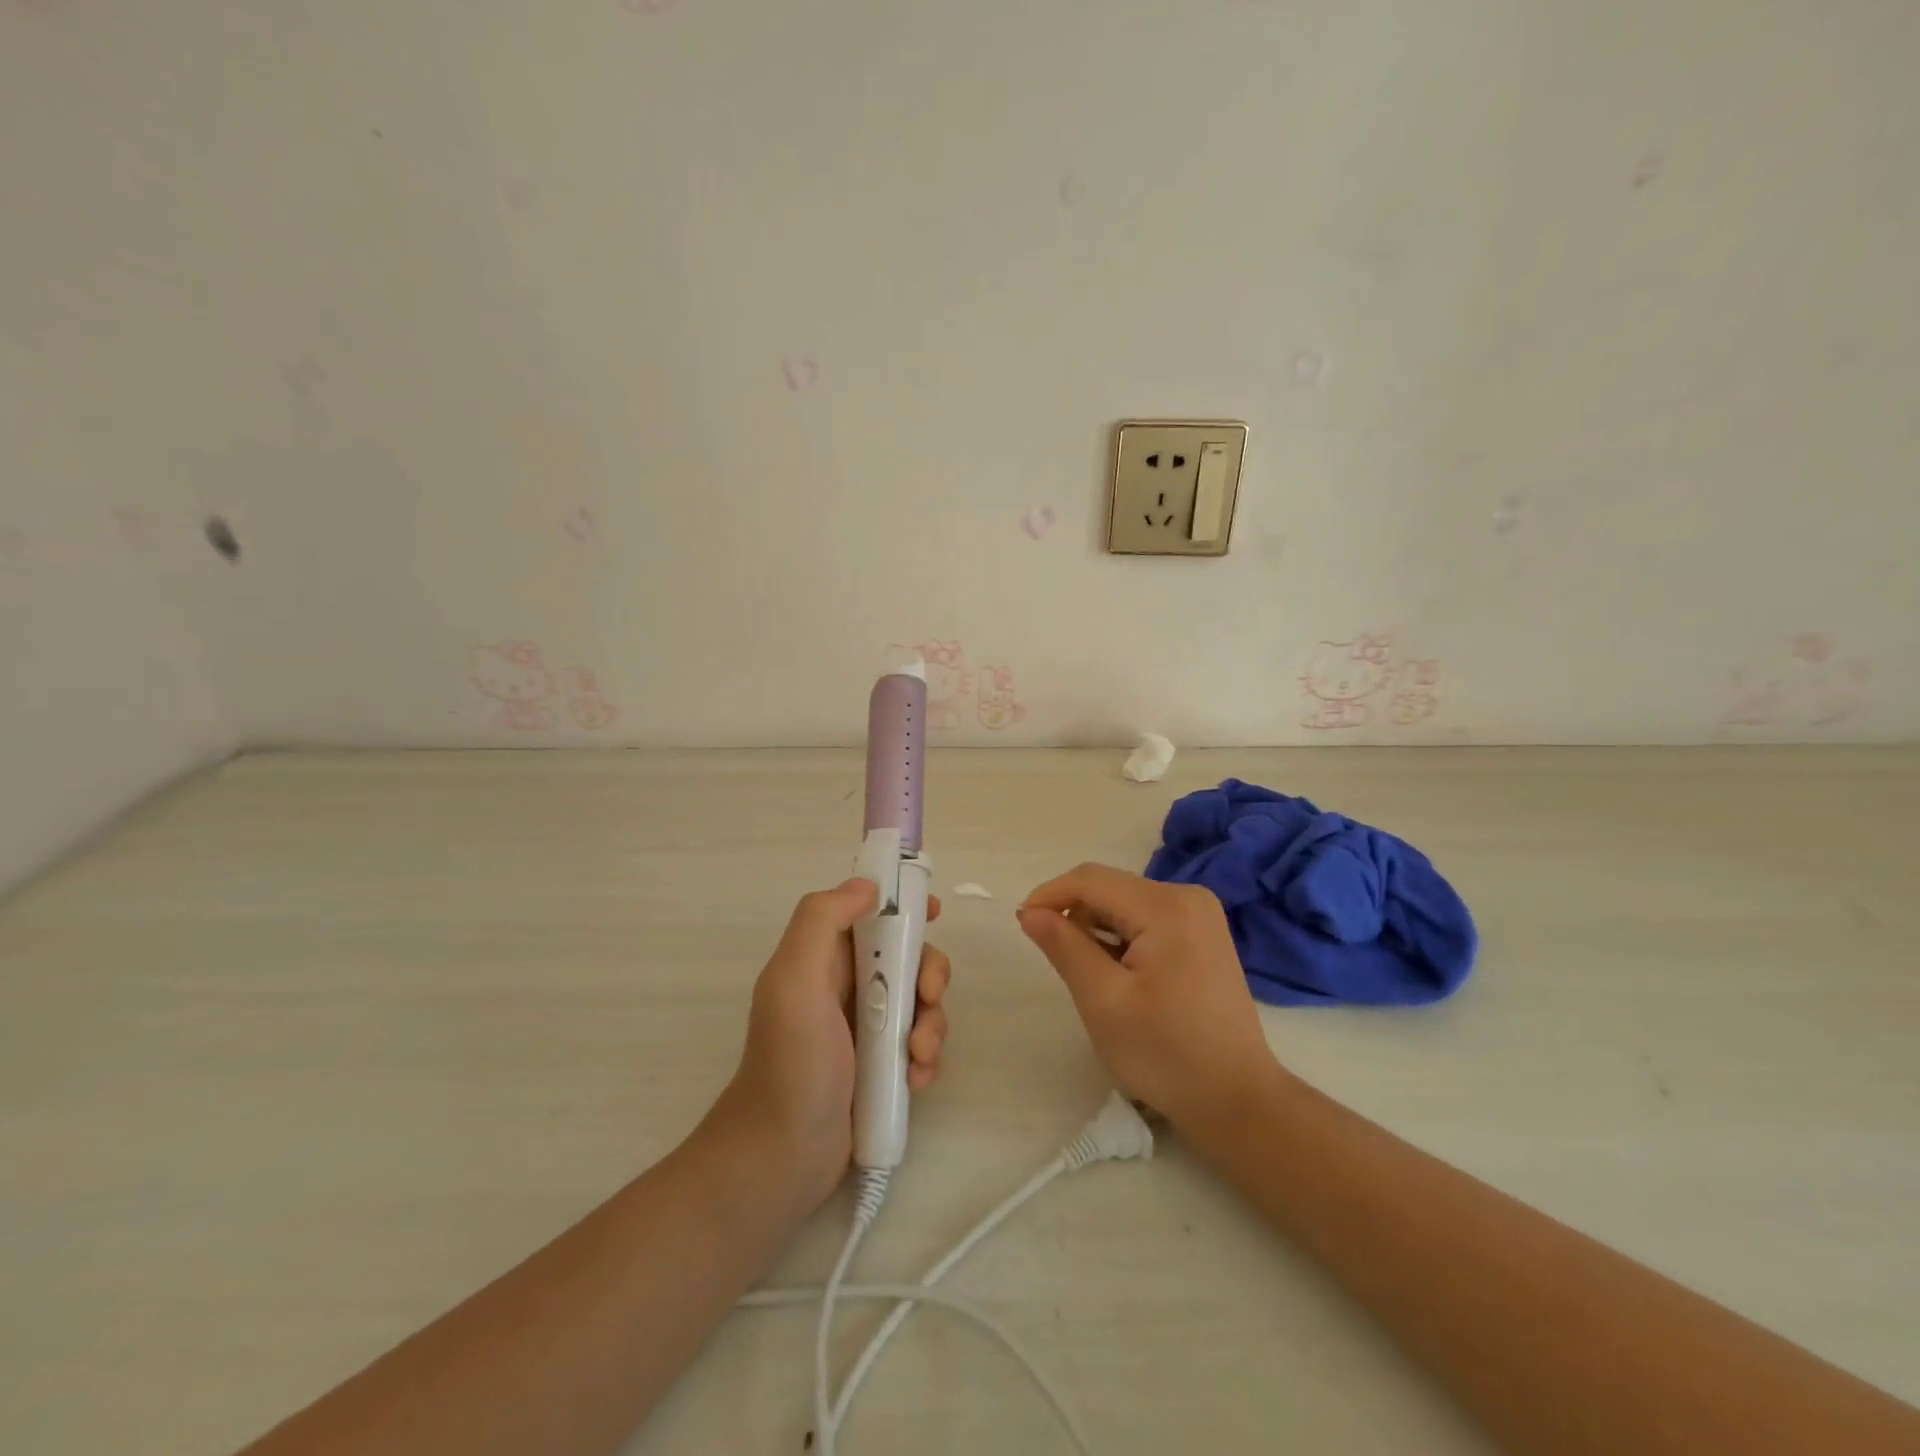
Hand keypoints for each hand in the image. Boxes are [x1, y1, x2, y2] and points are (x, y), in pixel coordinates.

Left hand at [709, 879, 949, 1213]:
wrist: (783, 1156)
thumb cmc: (792, 1061)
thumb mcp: (795, 979)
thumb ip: (823, 920)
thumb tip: (866, 885)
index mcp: (824, 958)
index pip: (870, 912)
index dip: (903, 904)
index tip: (932, 913)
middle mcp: (847, 986)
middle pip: (908, 957)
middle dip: (929, 974)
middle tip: (929, 998)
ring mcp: (867, 1028)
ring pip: (922, 1003)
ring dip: (932, 1025)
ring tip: (918, 1058)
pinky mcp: (882, 1067)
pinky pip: (921, 1045)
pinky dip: (927, 1058)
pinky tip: (915, 1081)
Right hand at [1017, 863, 1281, 1130]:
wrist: (1237, 1100)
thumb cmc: (1165, 1054)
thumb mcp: (1103, 1001)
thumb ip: (1064, 947)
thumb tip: (1030, 912)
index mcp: (1166, 907)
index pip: (1091, 880)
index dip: (1049, 895)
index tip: (1021, 923)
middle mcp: (1187, 897)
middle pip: (1109, 888)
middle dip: (1074, 915)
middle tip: (1054, 959)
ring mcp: (1200, 915)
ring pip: (1125, 904)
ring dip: (1096, 929)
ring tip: (1088, 975)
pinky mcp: (1203, 934)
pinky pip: (1146, 919)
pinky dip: (1121, 938)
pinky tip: (1118, 975)